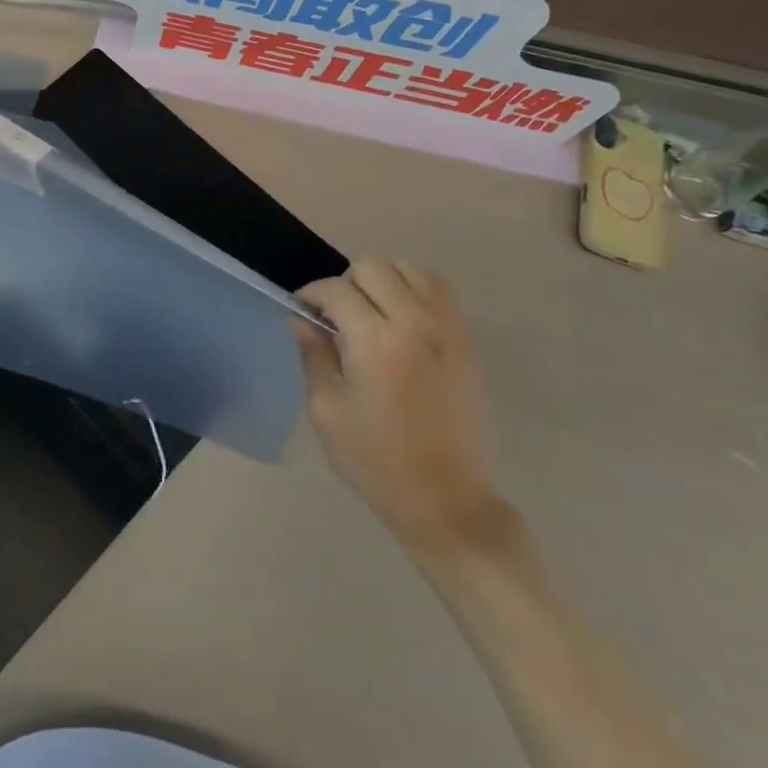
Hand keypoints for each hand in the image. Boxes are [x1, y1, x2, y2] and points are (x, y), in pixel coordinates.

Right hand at [295, 259, 507, 560]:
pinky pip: (440, 290)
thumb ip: (313, 354)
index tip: (302, 311)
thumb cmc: (376, 460)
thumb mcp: (327, 410)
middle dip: (346, 285)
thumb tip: (301, 318)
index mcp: (376, 341)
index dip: (311, 295)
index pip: (336, 290)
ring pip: (410, 269)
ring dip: (384, 282)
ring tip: (373, 315)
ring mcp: (447, 330)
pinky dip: (416, 290)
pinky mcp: (467, 342)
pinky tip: (403, 321)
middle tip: (338, 319)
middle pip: (373, 267)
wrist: (446, 500)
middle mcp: (415, 323)